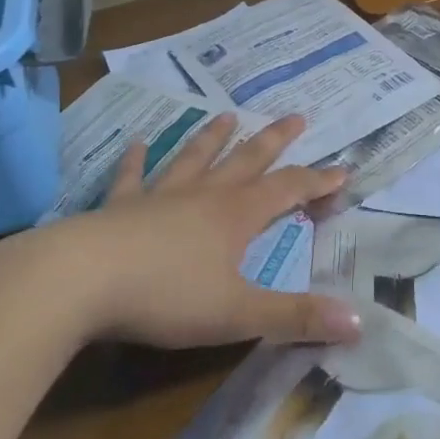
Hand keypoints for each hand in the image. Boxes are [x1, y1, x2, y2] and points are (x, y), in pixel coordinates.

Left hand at [0, 111, 360, 350]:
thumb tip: (358, 322)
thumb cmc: (166, 297)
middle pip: (247, 161)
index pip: (288, 191)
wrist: (81, 281)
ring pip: (194, 160)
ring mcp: (158, 197)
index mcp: (235, 216)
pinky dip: (137, 159)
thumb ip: (296, 317)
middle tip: (296, 117)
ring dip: (213, 138)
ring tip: (227, 116)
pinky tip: (139, 142)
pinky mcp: (118, 208)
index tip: (342, 170)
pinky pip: (132, 177)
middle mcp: (202, 196)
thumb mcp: (238, 314)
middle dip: (275, 141)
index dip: (317, 182)